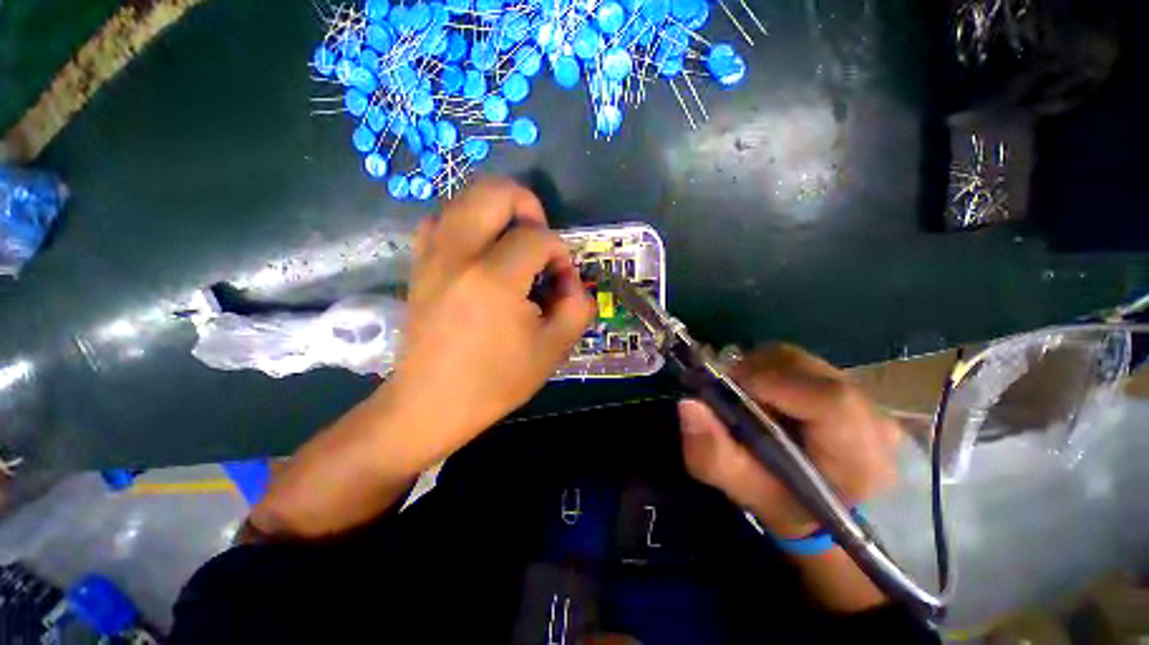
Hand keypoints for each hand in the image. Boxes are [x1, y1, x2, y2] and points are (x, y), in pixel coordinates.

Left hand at [387, 179, 594, 462]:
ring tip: (513, 244)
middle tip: (539, 240)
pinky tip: (482, 251)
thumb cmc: (495, 381)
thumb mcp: (553, 349)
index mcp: (493, 278)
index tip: (561, 281)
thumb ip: (578, 306)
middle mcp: (457, 254)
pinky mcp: (419, 264)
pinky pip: (443, 219)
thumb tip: (571, 281)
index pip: (538, 238)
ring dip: (498, 212)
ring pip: (465, 197)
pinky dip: (468, 222)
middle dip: (528, 206)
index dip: (560, 253)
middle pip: (494, 191)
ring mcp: (431, 255)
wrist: (430, 403)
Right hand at [679, 344, 901, 537]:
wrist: (820, 503)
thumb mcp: (743, 489)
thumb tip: (689, 404)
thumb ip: (713, 454)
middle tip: (729, 395)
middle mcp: (872, 417)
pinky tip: (761, 393)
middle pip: (804, 368)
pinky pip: (796, 361)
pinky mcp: (845, 382)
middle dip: (753, 373)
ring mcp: (863, 395)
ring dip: (757, 370)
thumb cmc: (785, 503)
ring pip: (796, 359)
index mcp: (860, 456)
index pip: (829, 400)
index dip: (771, 383)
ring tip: (745, 397)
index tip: (729, 387)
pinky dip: (766, 369)